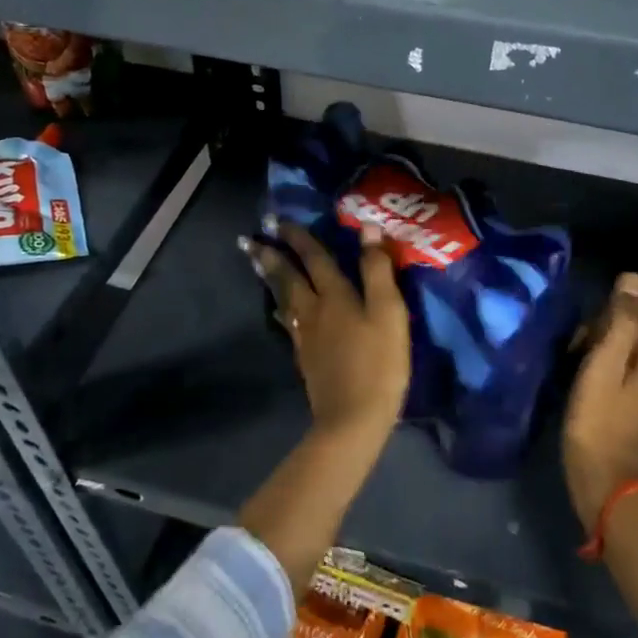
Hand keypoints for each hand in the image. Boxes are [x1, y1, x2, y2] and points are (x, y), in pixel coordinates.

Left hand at [245, 222, 409, 445]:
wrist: (353, 418)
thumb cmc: (378, 362)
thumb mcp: (388, 312)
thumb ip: (377, 270)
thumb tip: (367, 227)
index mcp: (335, 295)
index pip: (314, 257)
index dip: (298, 236)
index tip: (277, 220)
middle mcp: (314, 310)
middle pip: (288, 276)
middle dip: (270, 254)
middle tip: (249, 239)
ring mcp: (306, 335)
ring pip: (283, 297)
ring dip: (269, 276)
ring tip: (256, 262)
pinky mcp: (305, 357)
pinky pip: (287, 321)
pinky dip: (280, 306)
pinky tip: (279, 308)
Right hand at [562, 273, 637, 530]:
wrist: (604, 485)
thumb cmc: (599, 422)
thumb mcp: (602, 366)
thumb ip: (619, 321)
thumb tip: (632, 276)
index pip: (627, 318)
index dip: (597, 327)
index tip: (576, 348)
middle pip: (626, 336)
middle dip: (596, 343)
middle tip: (573, 365)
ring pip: (620, 357)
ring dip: (596, 361)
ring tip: (574, 379)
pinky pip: (621, 378)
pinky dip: (602, 379)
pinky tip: (584, 392)